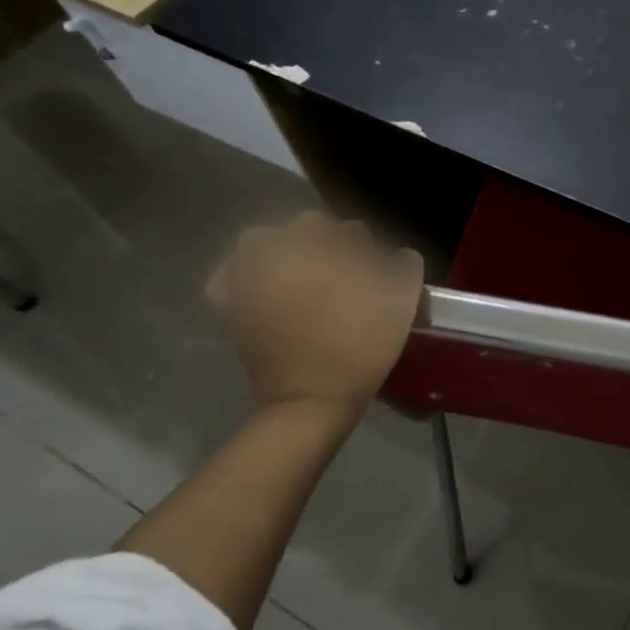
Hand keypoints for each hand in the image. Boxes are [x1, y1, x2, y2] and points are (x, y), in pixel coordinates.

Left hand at [208, 211, 424, 423]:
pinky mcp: (226, 305)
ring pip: (272, 249)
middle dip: (329, 252)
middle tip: (347, 287)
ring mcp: (240, 274)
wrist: (312, 398)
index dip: (367, 254)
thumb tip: (395, 256)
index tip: (376, 279)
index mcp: (313, 237)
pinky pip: (238, 275)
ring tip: (312, 292)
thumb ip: (404, 261)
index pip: (349, 231)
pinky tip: (274, 294)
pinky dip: (254, 278)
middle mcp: (270, 245)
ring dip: (292, 261)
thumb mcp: (402, 295)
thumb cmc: (360, 340)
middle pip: (310, 233)